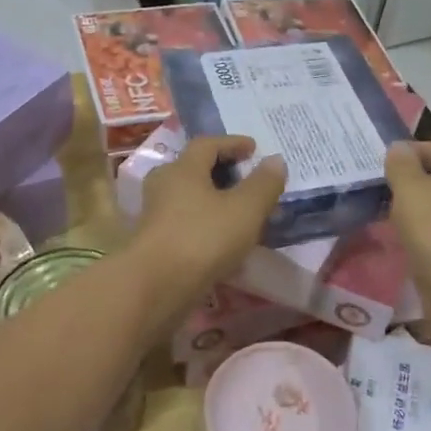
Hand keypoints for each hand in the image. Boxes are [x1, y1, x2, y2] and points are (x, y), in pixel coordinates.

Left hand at [133, 135, 285, 298]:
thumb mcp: (246, 209)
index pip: (207, 144)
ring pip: (188, 199)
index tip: (254, 148)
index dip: (232, 143)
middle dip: (220, 171)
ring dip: (213, 201)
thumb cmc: (203, 238)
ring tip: (239, 214)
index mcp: (183, 169)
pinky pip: (185, 224)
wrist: (156, 287)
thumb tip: (275, 160)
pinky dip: (205, 225)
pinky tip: (223, 243)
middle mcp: (164, 186)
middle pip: (193, 169)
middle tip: (245, 179)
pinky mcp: (155, 243)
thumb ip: (263, 183)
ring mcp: (155, 216)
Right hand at [383, 141, 430, 344]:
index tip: (389, 158)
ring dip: (415, 207)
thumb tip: (399, 148)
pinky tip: (398, 237)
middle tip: (382, 184)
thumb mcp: (410, 190)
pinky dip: (419, 231)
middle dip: (413, 180)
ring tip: (384, 209)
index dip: (417, 150)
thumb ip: (401, 166)